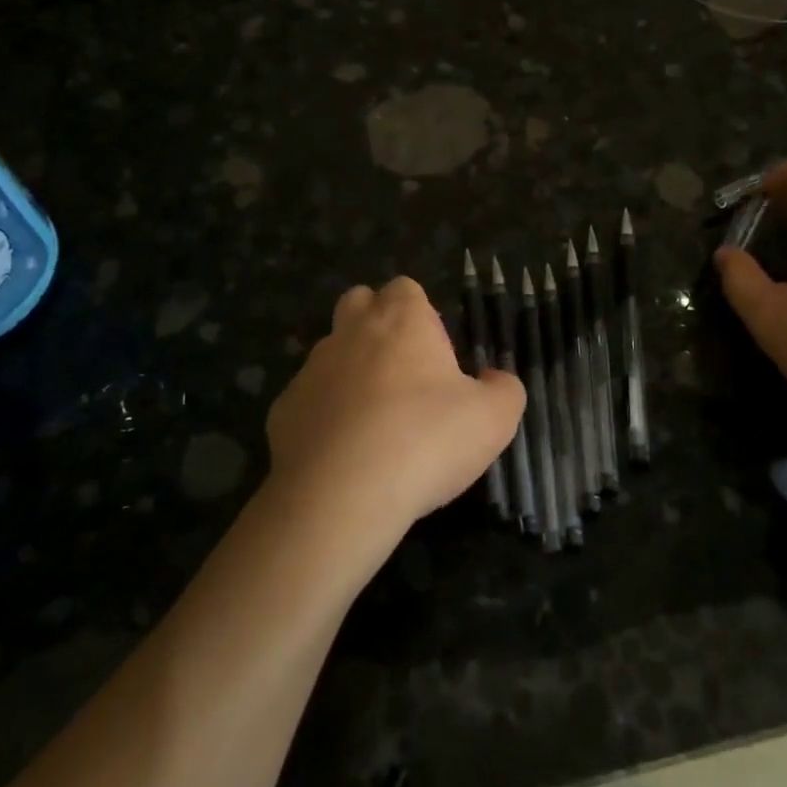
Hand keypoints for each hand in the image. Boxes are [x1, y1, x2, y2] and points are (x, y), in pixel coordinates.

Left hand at [266, 277, 525, 545]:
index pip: (405, 289)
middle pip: (358, 304)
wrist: (340, 497)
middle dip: (376, 326)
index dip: (422, 315)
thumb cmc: (426, 441)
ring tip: (374, 425)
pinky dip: (324, 418)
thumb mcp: (494, 419)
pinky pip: (308, 402)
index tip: (436, 356)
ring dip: (350, 375)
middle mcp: (350, 333)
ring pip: (330, 355)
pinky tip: (342, 457)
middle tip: (404, 376)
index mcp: (401, 320)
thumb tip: (496, 381)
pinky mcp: (283, 412)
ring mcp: (310, 371)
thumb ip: (504, 390)